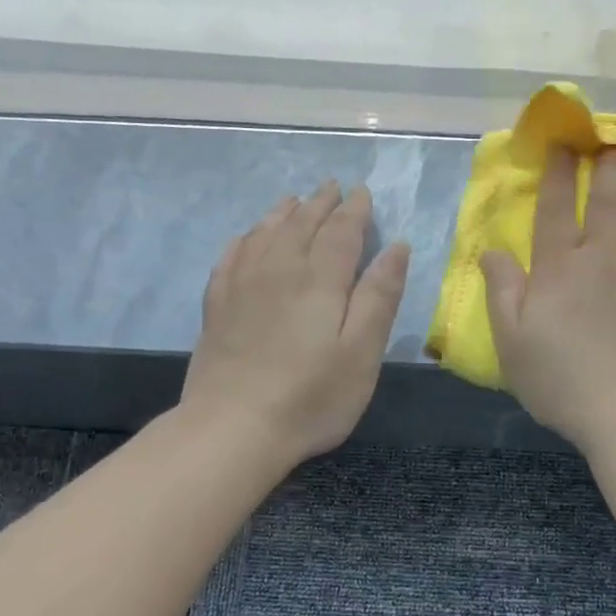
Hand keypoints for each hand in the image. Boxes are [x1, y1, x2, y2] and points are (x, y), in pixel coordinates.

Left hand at [182, 182, 409, 464]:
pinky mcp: (217, 305)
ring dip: (284, 213)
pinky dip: (246, 237)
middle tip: (333, 187)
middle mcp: (279, 270)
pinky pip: (232, 255)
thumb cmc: (311, 396)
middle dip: (321, 203)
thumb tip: (397, 247)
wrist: (233, 427)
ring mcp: (242, 285)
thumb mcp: (362, 352)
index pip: (341, 231)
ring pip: (265, 233)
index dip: (355, 211)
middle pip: (302, 224)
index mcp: (320, 279)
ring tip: (295, 201)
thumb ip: (379, 297)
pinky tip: (248, 237)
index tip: (363, 193)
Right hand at [481, 149, 615, 450]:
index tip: (564, 144)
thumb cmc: (560, 381)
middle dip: (609, 169)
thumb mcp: (510, 341)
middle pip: (608, 205)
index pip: (557, 211)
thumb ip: (501, 289)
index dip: (559, 176)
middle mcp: (605, 260)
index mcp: (560, 269)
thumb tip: (491, 248)